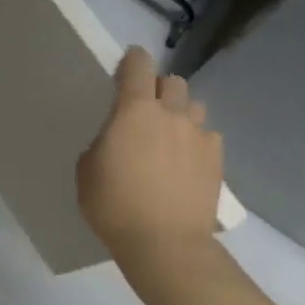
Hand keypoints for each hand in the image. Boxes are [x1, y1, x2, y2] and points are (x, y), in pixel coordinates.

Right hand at [77, 47, 224, 257]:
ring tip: (170, 137)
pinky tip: (186, 163)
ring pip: (195, 106)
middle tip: (146, 110)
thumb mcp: (88, 170)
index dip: (132, 60)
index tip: (126, 66)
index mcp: (134, 110)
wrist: (165, 244)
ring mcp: (199, 136)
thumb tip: (118, 139)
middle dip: (159, 89)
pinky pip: (208, 137)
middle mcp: (171, 114)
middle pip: (173, 82)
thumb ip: (104, 142)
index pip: (138, 65)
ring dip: (182, 113)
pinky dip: (197, 142)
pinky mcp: (217, 160)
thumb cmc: (114, 205)